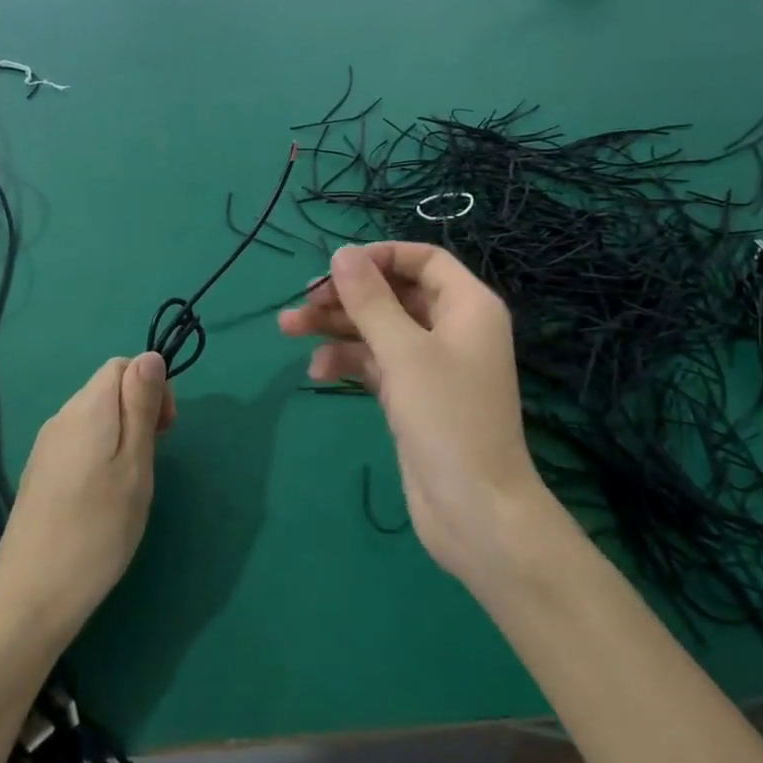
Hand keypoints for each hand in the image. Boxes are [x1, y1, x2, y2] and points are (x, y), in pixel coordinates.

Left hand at [0, 353, 174, 644]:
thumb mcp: (134, 464)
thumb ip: (141, 406)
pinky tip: (105, 495)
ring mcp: (45, 448)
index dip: (152, 386)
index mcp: (86, 409)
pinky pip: (78, 442)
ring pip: (93, 417)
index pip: (122, 365)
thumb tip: (150, 356)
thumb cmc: (98, 528)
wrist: (32, 596)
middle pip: (106, 389)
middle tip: (153, 459)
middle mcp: (61, 419)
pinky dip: (101, 453)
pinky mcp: (39, 474)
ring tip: (133, 481)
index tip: (166, 430)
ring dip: (122, 434)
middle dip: (139, 410)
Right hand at [279, 243, 554, 586]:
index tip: (335, 268)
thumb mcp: (404, 352)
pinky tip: (317, 370)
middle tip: (300, 302)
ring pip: (378, 329)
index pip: (422, 260)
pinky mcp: (413, 395)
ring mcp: (431, 364)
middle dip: (346, 296)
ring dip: (336, 327)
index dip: (378, 257)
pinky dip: (348, 361)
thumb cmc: (447, 418)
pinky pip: (376, 363)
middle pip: (393, 294)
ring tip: (287, 329)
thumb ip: (370, 300)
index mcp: (468, 306)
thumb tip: (342, 254)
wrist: (474, 509)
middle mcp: (452, 327)